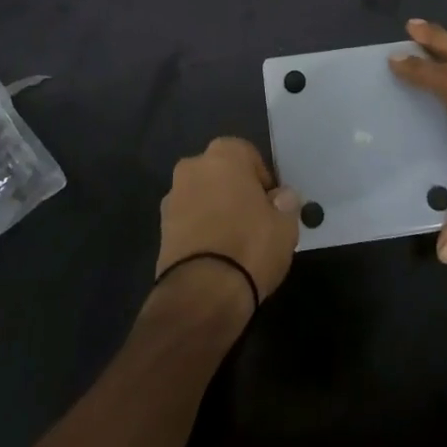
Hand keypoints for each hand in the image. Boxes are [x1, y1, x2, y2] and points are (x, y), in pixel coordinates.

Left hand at [153, 137, 301, 319]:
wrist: (202, 292)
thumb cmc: (250, 245)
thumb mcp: (285, 225)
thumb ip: (286, 203)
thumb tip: (283, 196)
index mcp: (224, 154)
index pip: (249, 155)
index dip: (262, 180)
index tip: (271, 205)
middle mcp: (193, 166)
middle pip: (221, 173)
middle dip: (235, 191)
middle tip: (253, 221)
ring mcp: (172, 196)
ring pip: (202, 196)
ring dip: (215, 210)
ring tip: (233, 242)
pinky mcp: (160, 228)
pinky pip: (188, 220)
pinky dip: (200, 230)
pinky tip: (215, 255)